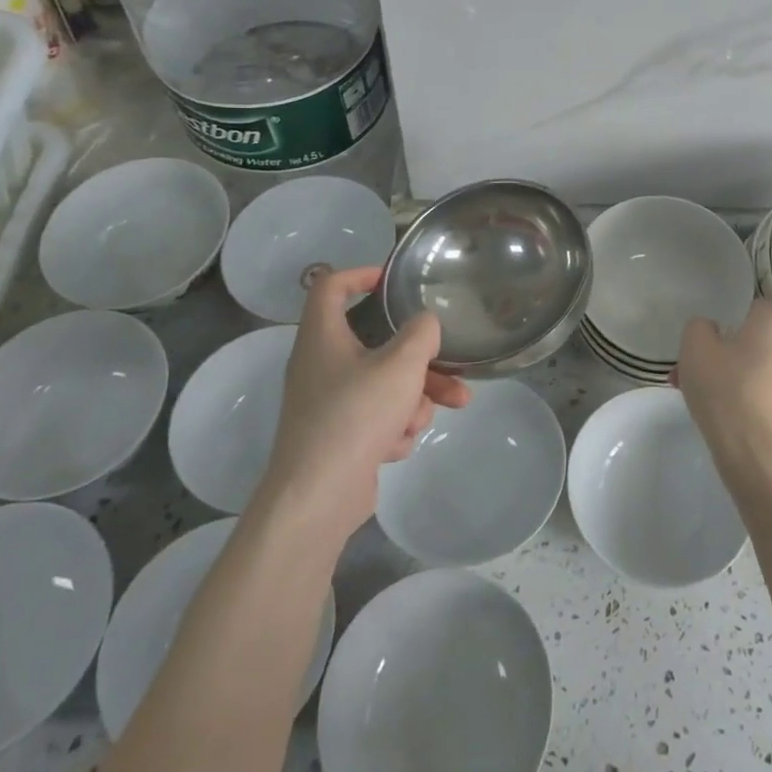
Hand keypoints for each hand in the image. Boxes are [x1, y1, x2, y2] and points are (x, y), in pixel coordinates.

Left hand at [259, 267, 469, 541]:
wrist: (318, 497)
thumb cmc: (356, 415)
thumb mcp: (401, 364)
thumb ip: (421, 334)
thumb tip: (424, 325)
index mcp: (323, 336)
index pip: (330, 285)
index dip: (360, 274)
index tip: (391, 281)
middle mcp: (321, 365)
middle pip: (377, 345)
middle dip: (420, 362)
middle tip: (452, 371)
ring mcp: (328, 404)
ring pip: (384, 385)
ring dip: (413, 400)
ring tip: (424, 420)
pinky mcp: (338, 437)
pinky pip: (377, 418)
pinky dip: (393, 428)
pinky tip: (395, 446)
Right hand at [675, 300, 771, 482]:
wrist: (760, 460)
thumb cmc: (727, 394)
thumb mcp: (695, 349)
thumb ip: (699, 327)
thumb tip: (712, 329)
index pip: (753, 307)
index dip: (728, 321)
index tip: (708, 344)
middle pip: (756, 340)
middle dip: (727, 353)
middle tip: (697, 374)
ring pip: (762, 368)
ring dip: (737, 377)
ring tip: (706, 400)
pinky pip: (771, 394)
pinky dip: (752, 399)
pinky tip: (730, 419)